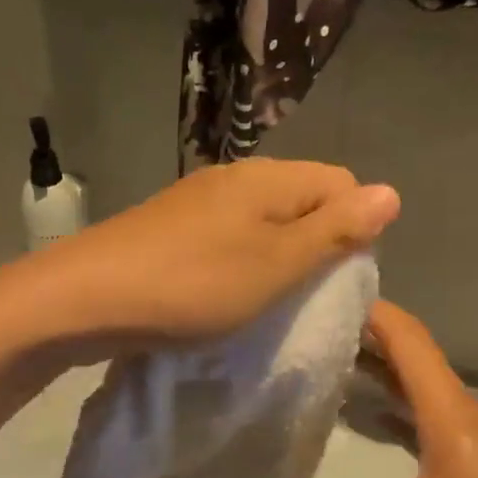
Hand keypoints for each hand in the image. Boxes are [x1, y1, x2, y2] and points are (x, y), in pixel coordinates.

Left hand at [14, 160, 399, 354]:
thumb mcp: (276, 264)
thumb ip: (334, 230)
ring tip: (265, 301)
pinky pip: (227, 238)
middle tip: (303, 296)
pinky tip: (223, 295)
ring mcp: (197, 201)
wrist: (86, 297)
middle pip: (302, 199)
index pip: (342, 182)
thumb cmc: (193, 285)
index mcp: (268, 178)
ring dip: (276, 258)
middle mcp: (235, 177)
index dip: (354, 226)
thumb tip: (392, 192)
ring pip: (262, 221)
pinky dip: (239, 263)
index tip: (337, 277)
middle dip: (316, 244)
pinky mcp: (170, 227)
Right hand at [250, 301, 477, 477]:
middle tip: (302, 321)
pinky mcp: (473, 460)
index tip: (319, 289)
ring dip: (374, 365)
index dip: (367, 306)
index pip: (405, 336)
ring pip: (416, 382)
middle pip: (408, 352)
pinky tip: (361, 415)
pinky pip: (423, 412)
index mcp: (447, 412)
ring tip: (320, 356)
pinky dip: (389, 401)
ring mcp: (469, 436)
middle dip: (360, 330)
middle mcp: (459, 411)